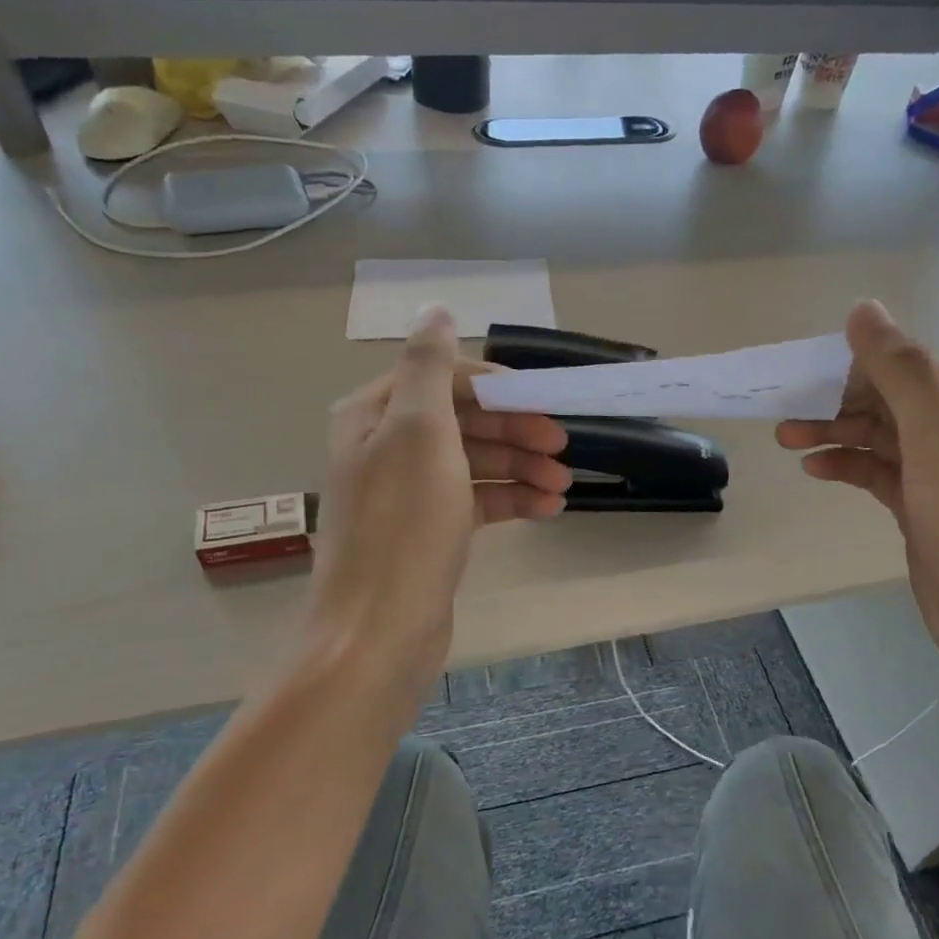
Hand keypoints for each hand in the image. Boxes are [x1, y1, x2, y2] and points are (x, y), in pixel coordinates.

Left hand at [309, 306, 571, 680]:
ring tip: (563, 483)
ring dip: (520, 467)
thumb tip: (434, 307)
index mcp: (375, 415)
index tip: (542, 404)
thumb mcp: (419, 431)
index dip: (496, 388)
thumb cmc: (404, 524)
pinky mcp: (427, 532)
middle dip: (514, 430)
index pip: (443, 379)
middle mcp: (385, 448)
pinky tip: (547, 508)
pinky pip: (474, 502)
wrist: (379, 631)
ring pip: (472, 463)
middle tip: (562, 445)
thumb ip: (429, 365)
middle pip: (461, 421)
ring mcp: (406, 493)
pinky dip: (509, 500)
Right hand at [777, 301, 938, 689]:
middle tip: (785, 411)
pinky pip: (883, 476)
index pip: (912, 369)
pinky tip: (815, 468)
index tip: (801, 375)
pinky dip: (850, 468)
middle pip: (894, 404)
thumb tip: (864, 309)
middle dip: (840, 406)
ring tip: (786, 437)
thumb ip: (901, 371)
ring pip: (884, 441)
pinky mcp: (929, 512)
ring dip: (838, 436)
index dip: (857, 369)